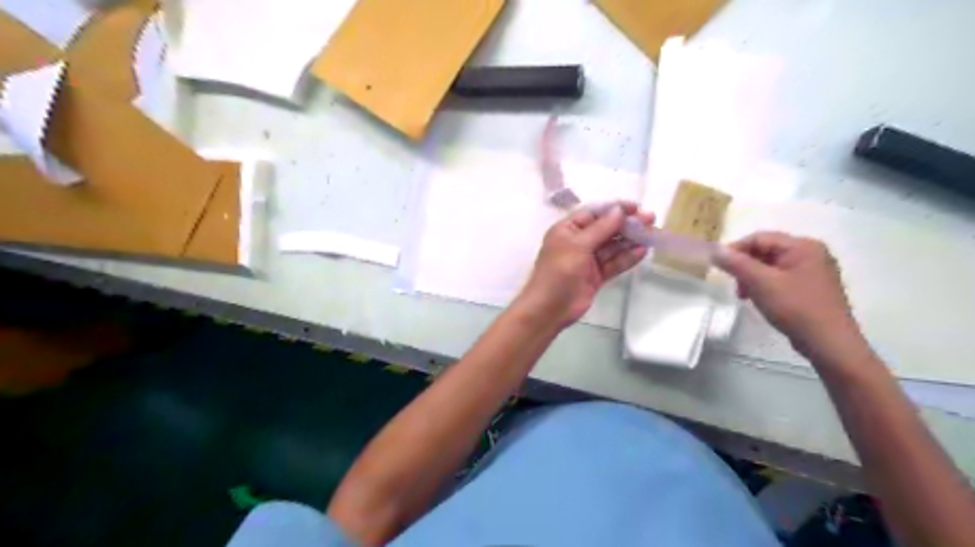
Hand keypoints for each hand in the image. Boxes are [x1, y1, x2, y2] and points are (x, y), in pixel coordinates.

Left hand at [517, 201, 653, 326]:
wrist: (549, 309)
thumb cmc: (559, 271)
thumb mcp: (578, 245)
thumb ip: (601, 228)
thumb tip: (619, 210)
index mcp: (567, 229)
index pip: (593, 213)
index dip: (614, 208)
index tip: (636, 207)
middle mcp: (577, 242)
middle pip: (605, 228)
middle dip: (626, 224)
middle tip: (650, 219)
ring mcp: (587, 260)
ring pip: (612, 246)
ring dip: (630, 240)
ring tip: (651, 234)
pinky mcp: (596, 276)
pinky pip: (614, 263)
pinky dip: (627, 257)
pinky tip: (642, 251)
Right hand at [714, 231, 868, 358]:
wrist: (829, 344)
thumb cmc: (796, 308)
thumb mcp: (762, 283)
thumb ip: (737, 264)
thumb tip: (715, 250)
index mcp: (803, 246)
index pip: (759, 238)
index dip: (736, 250)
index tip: (719, 267)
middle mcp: (811, 253)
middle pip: (765, 251)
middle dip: (745, 266)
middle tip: (734, 286)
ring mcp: (813, 271)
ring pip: (771, 266)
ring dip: (752, 278)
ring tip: (745, 296)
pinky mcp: (811, 288)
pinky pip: (780, 278)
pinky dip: (765, 286)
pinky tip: (761, 301)